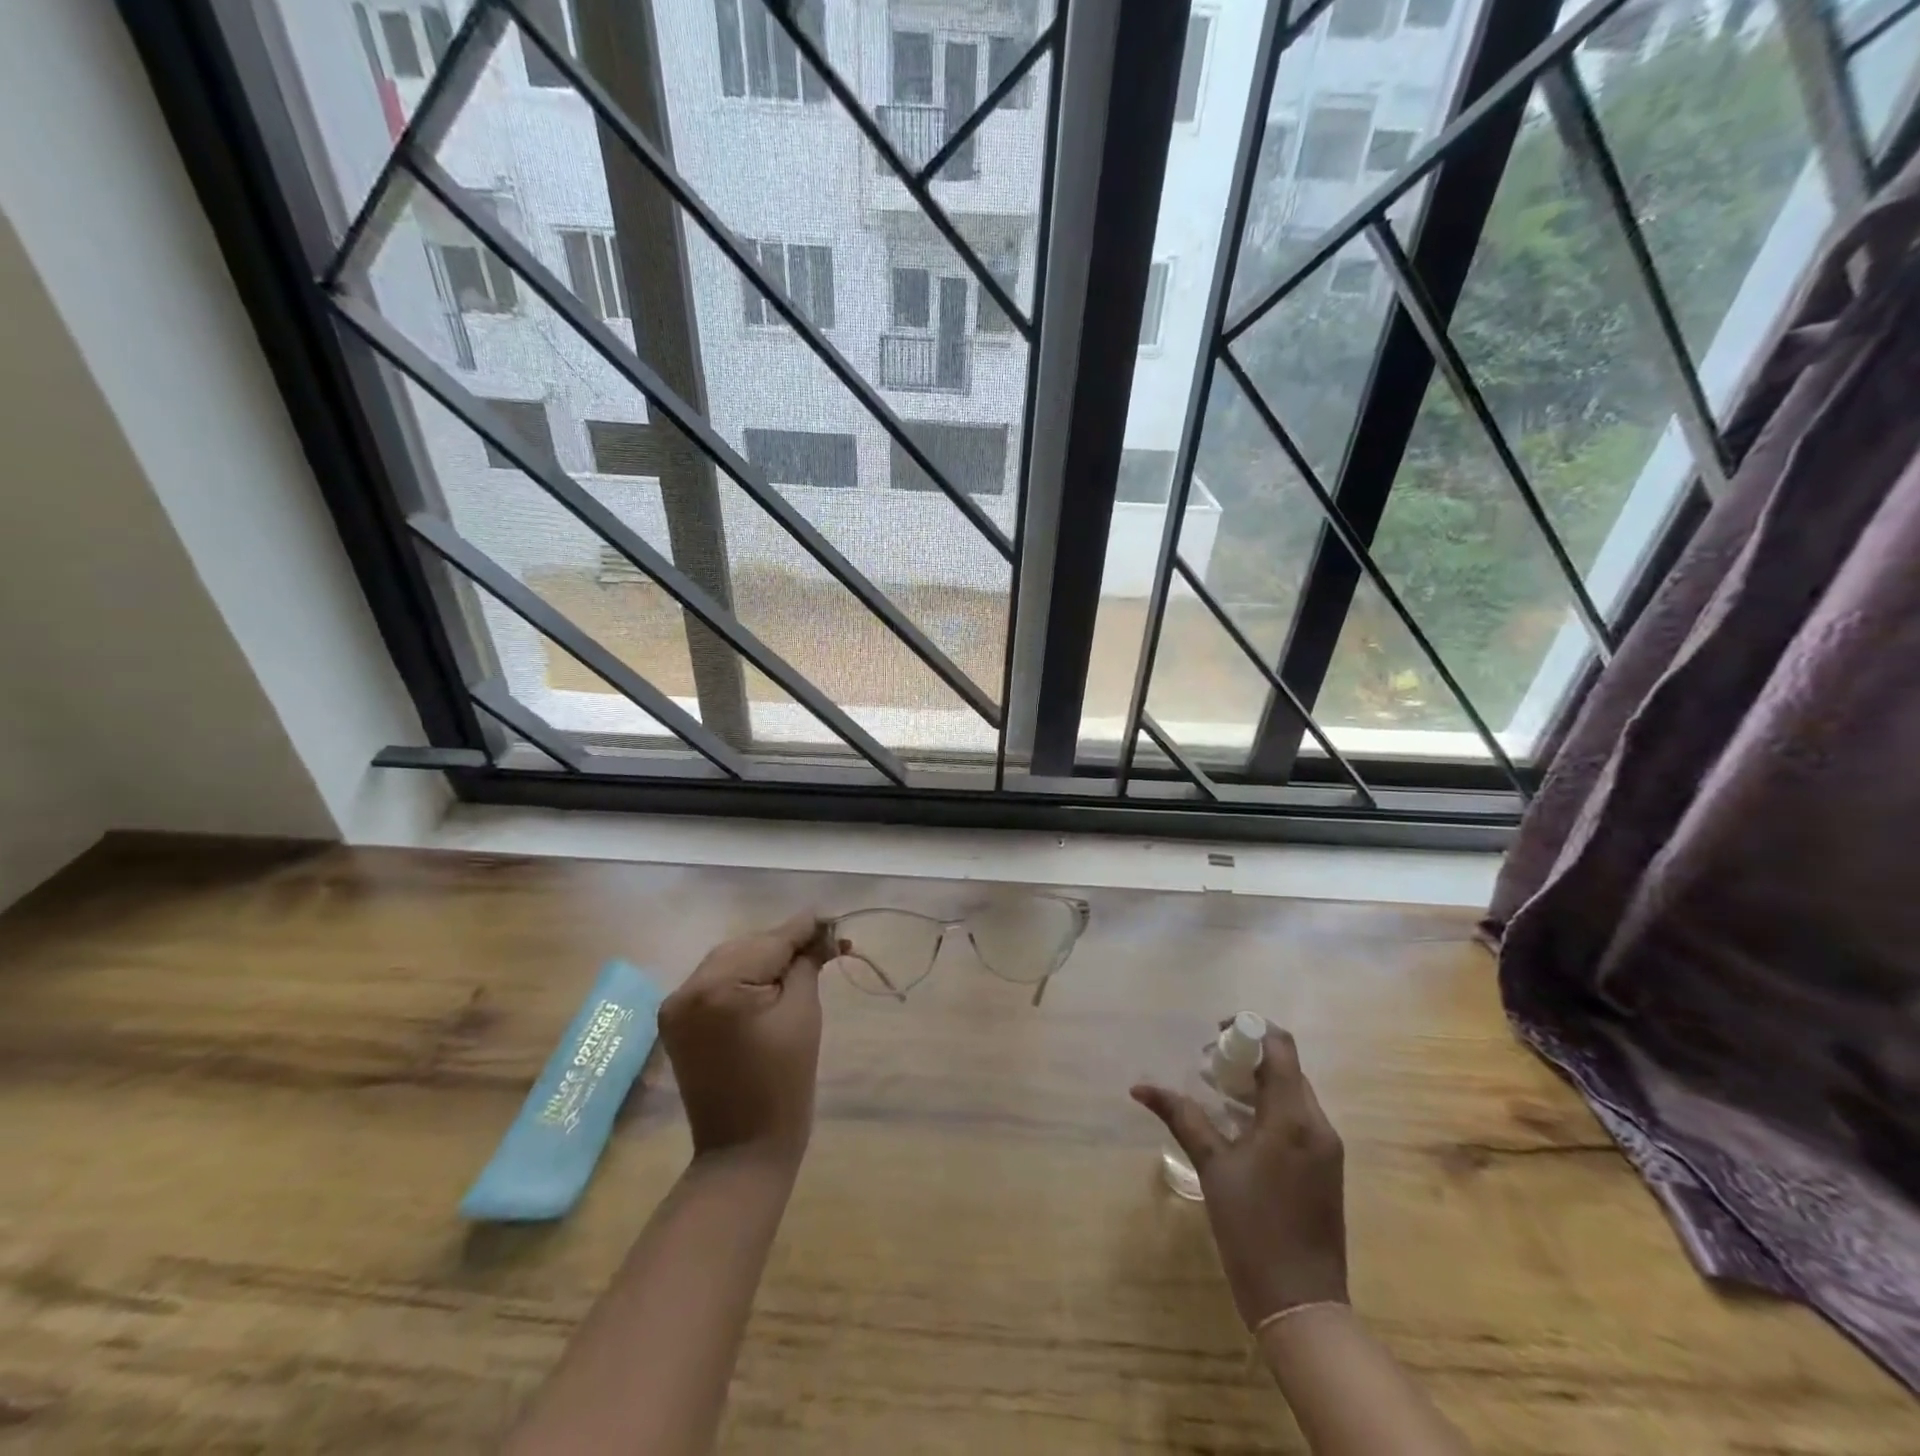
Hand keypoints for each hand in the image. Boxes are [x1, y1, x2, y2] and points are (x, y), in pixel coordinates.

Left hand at [661, 912, 830, 1166]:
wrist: (744, 1149)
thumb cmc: (784, 1082)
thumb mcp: (802, 1013)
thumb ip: (807, 964)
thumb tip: (822, 932)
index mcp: (716, 987)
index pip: (769, 942)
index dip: (804, 928)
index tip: (833, 919)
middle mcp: (686, 988)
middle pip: (747, 947)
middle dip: (785, 944)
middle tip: (826, 944)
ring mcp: (676, 1006)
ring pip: (730, 961)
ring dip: (765, 958)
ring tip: (803, 960)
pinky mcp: (677, 1021)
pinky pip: (716, 982)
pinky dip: (744, 978)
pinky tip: (771, 980)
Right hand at [1133, 1025, 1347, 1327]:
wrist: (1302, 1304)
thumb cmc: (1253, 1229)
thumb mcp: (1212, 1167)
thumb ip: (1182, 1117)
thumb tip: (1140, 1087)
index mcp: (1293, 1117)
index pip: (1280, 1046)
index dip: (1249, 1028)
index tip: (1214, 1036)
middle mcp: (1317, 1124)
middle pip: (1286, 1068)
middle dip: (1247, 1057)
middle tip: (1207, 1068)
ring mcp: (1326, 1148)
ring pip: (1292, 1093)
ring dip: (1257, 1083)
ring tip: (1217, 1095)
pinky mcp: (1325, 1169)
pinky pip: (1298, 1119)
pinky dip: (1269, 1109)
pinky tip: (1239, 1128)